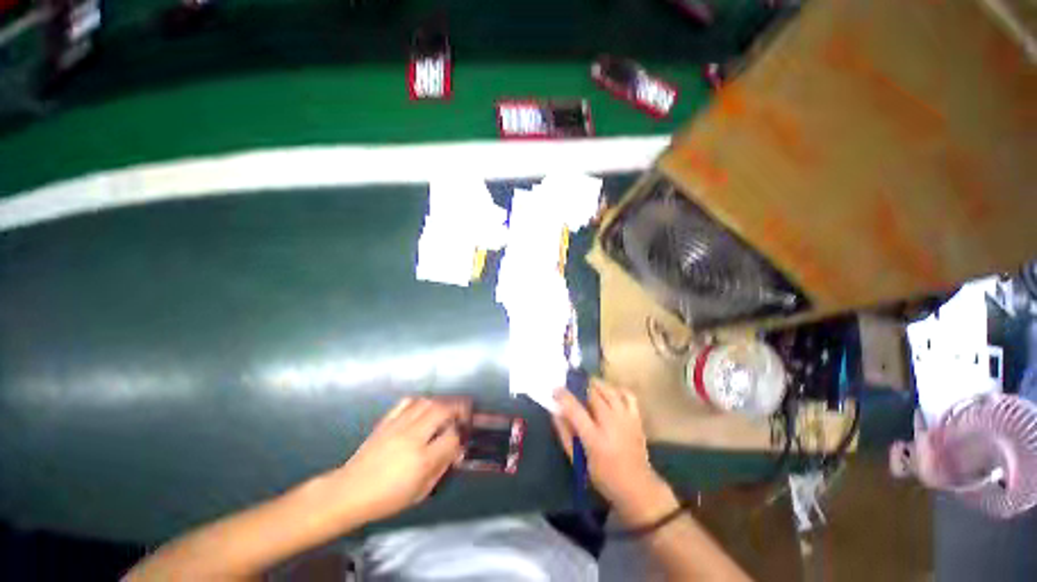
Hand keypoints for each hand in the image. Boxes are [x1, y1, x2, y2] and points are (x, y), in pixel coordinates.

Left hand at [328, 397, 467, 523]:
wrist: (350, 491)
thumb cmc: (387, 497)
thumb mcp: (421, 491)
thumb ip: (442, 467)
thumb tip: (456, 449)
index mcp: (422, 459)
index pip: (451, 436)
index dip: (460, 435)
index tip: (461, 436)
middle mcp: (413, 437)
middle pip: (442, 410)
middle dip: (458, 407)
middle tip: (464, 412)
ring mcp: (398, 425)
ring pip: (427, 402)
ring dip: (442, 402)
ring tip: (447, 409)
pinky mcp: (387, 420)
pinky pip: (408, 402)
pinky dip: (420, 401)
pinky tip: (423, 407)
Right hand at [553, 382, 675, 522]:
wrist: (638, 488)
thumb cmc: (603, 477)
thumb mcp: (578, 461)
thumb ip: (565, 435)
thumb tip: (555, 412)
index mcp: (594, 438)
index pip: (575, 410)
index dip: (563, 396)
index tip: (555, 390)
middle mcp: (611, 424)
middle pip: (593, 394)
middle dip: (579, 386)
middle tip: (572, 387)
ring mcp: (626, 419)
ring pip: (609, 390)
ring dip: (596, 385)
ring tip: (587, 386)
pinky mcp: (637, 418)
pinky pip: (628, 395)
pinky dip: (617, 390)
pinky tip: (610, 392)